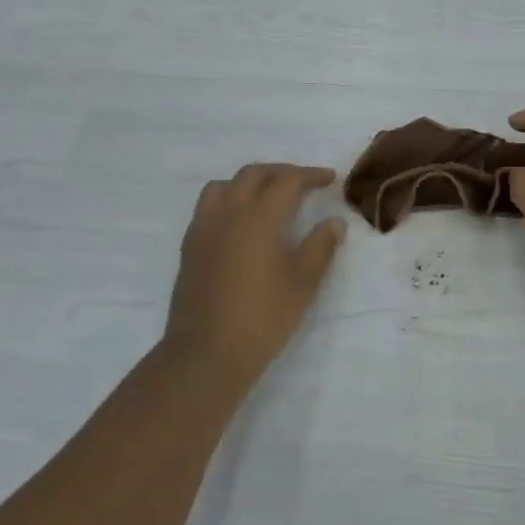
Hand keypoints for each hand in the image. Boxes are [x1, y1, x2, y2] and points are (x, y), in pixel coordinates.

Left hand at [164, 164, 345, 382]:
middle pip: (254, 174)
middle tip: (303, 183)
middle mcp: (228, 212)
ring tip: (267, 196)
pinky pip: (209, 207)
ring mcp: (204, 228)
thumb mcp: (303, 282)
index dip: (311, 175)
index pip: (288, 181)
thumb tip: (335, 221)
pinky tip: (240, 224)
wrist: (207, 352)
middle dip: (281, 172)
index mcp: (259, 216)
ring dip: (249, 182)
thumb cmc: (263, 317)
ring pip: (224, 185)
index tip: (330, 179)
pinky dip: (229, 200)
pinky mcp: (190, 246)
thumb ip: (321, 246)